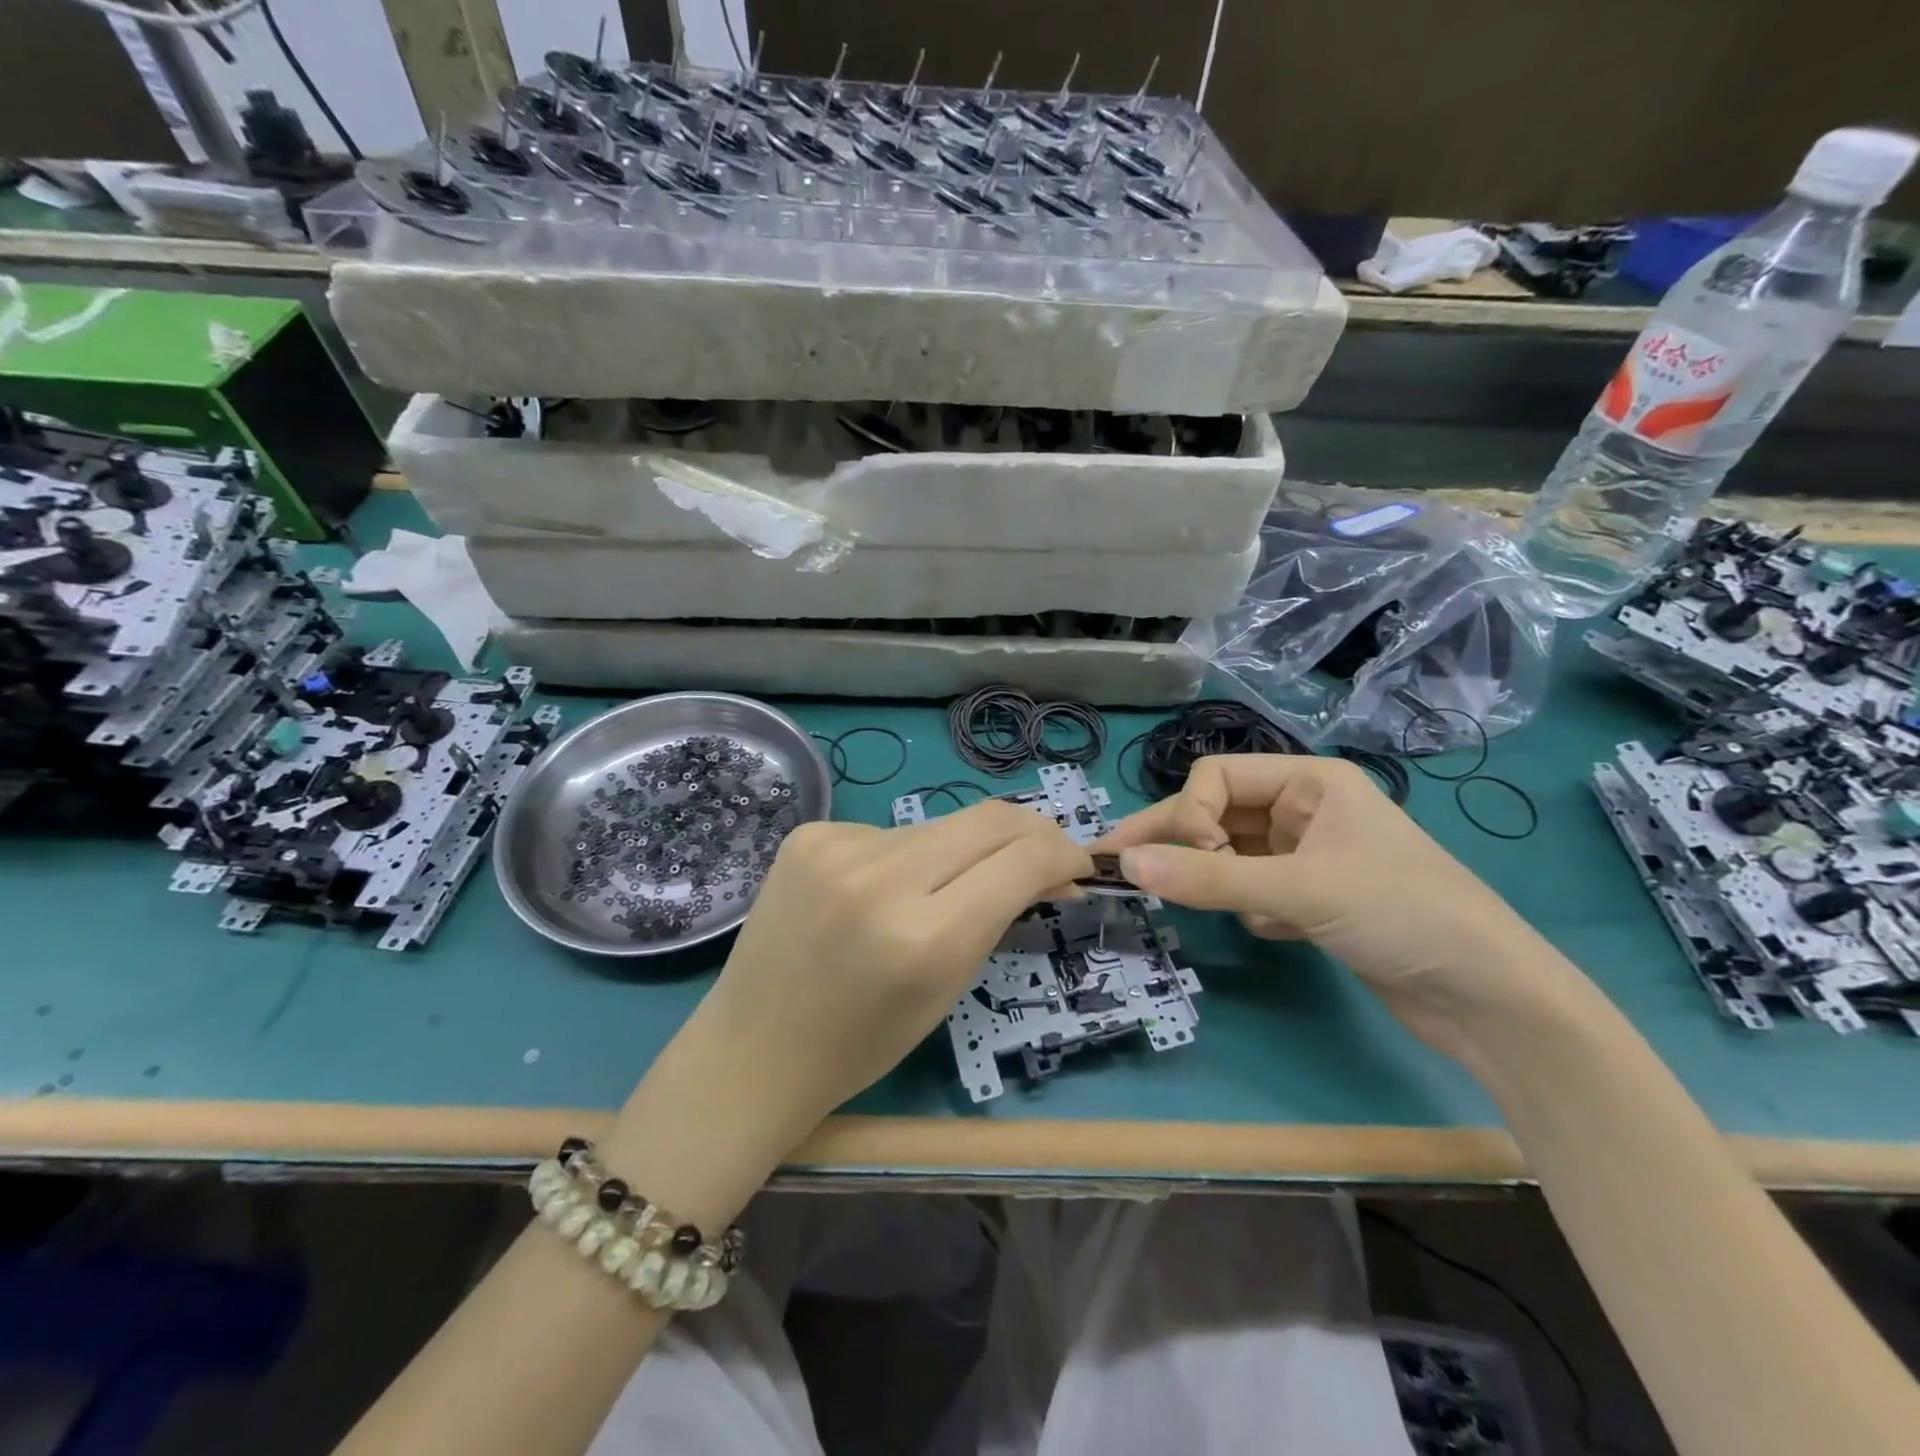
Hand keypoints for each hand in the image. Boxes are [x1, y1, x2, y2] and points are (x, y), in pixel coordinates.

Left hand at [605, 800, 1091, 1222]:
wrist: (754, 1049)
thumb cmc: (863, 1043)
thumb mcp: (949, 985)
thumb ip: (1000, 913)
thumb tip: (1048, 865)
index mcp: (925, 937)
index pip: (1022, 859)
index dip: (1062, 852)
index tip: (1076, 865)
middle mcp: (881, 878)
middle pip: (988, 819)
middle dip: (1030, 832)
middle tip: (1043, 855)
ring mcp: (838, 847)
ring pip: (939, 826)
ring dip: (962, 851)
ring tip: (946, 889)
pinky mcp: (810, 833)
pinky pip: (889, 832)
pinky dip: (905, 857)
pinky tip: (881, 892)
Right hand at [1097, 755, 1572, 1057]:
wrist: (1490, 998)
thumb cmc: (1403, 914)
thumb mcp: (1302, 889)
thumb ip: (1209, 878)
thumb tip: (1125, 866)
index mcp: (1309, 782)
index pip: (1217, 777)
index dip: (1191, 814)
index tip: (1194, 858)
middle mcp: (1305, 810)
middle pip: (1217, 815)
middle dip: (1176, 842)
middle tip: (1113, 865)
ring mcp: (1309, 856)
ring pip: (1232, 855)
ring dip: (1217, 880)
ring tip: (1200, 902)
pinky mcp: (1314, 899)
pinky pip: (1253, 889)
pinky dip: (1250, 908)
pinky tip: (1271, 931)